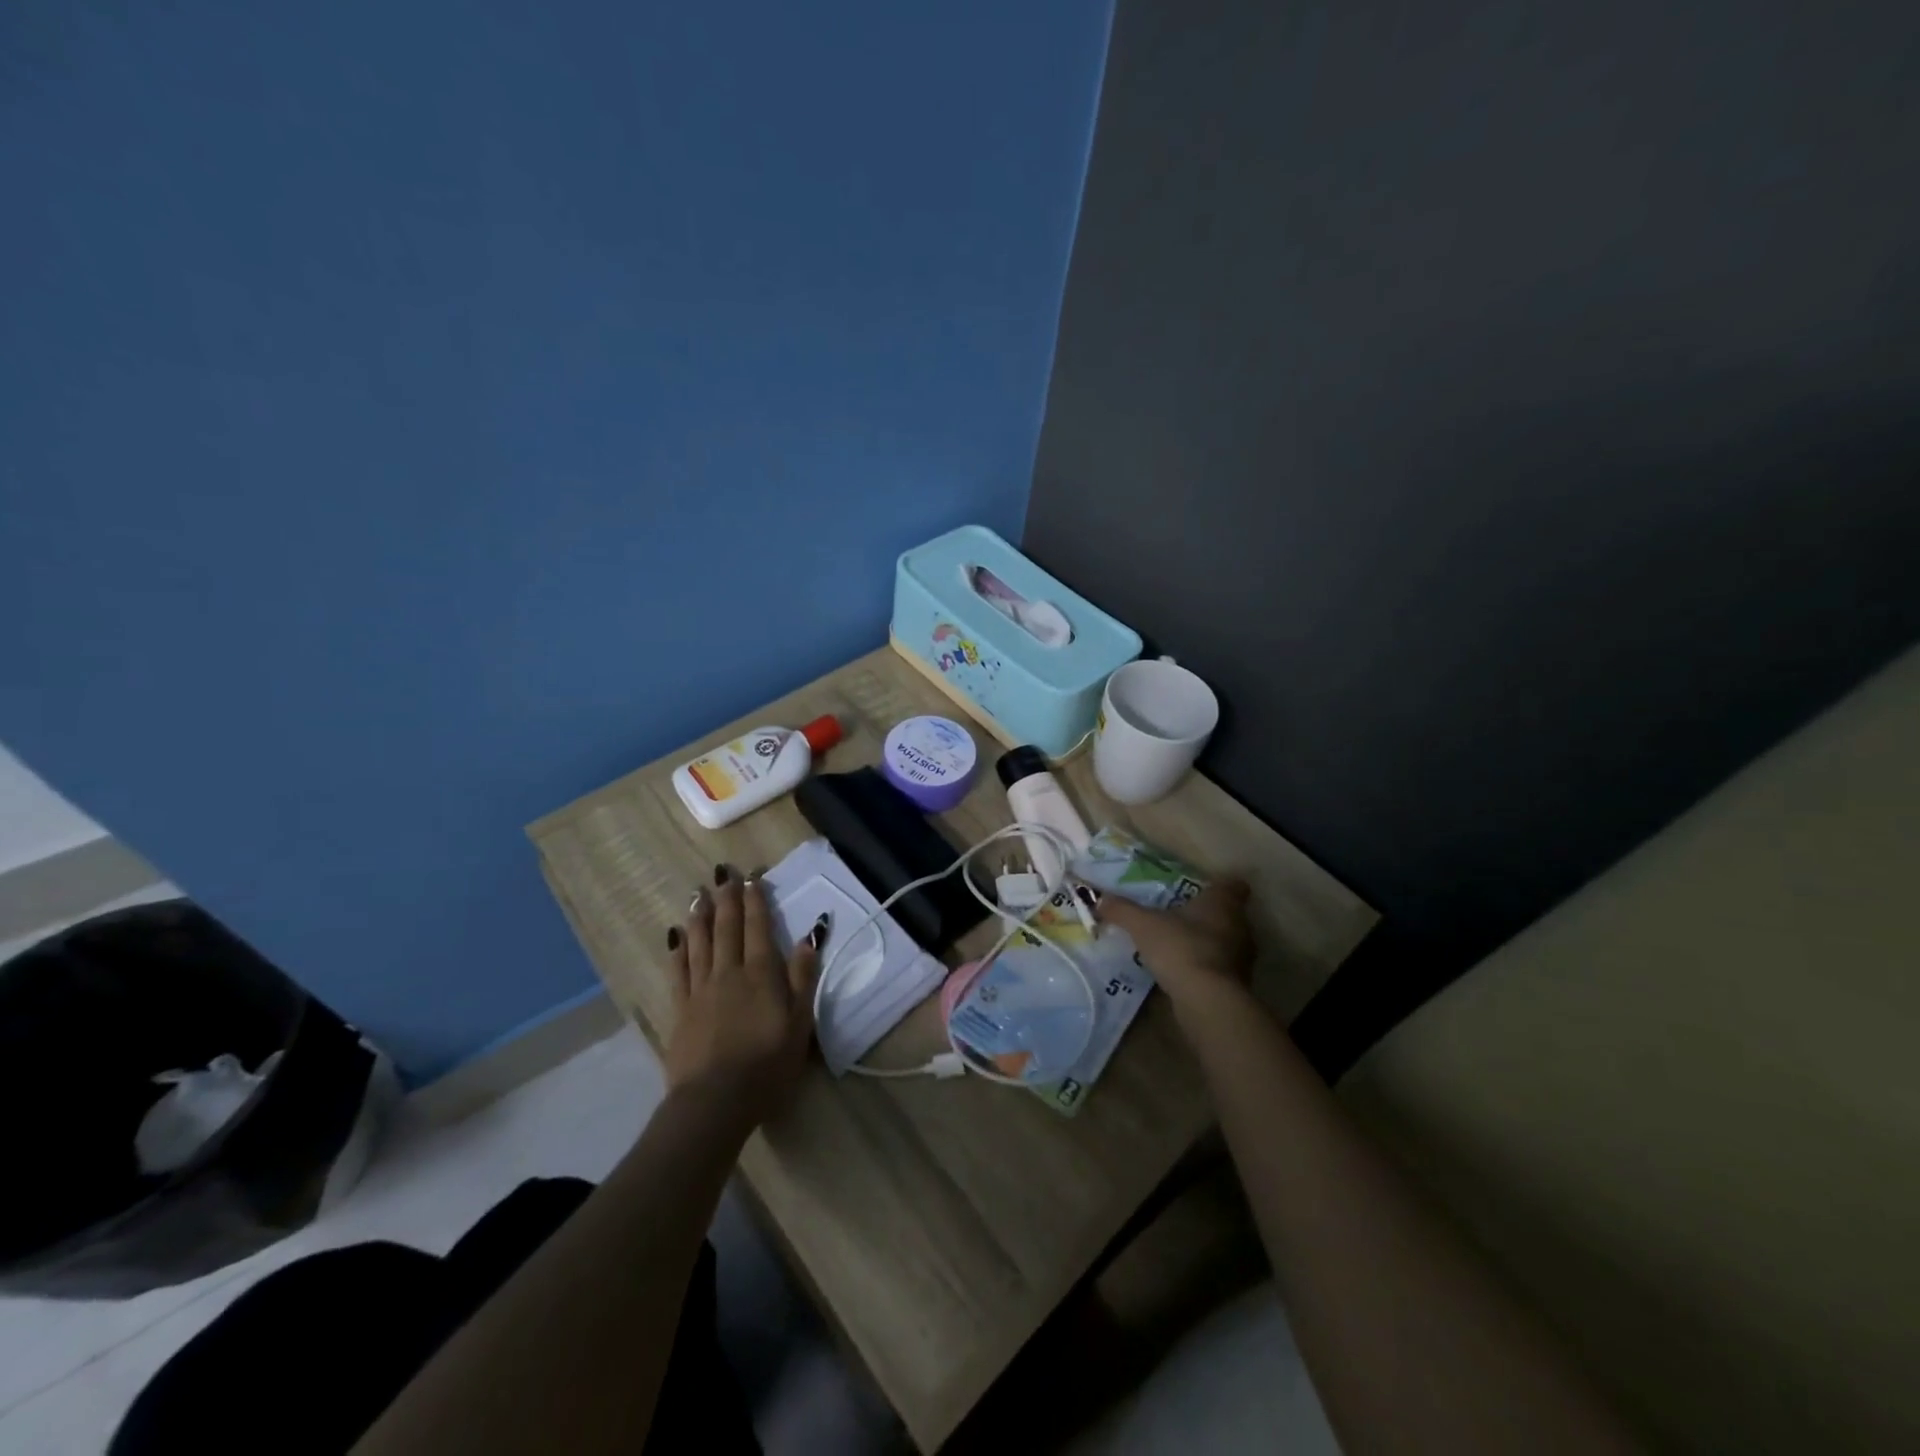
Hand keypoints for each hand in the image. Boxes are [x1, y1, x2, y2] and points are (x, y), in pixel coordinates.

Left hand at [664, 866, 822, 1126]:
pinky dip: (678, 949)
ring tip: (700, 894)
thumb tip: (809, 935)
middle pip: (728, 928)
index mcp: (761, 974)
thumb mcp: (799, 1023)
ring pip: (700, 942)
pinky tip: (676, 936)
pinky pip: (679, 970)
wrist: (715, 1100)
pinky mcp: (680, 1009)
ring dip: (701, 916)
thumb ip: (803, 977)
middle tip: (724, 874)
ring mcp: (701, 990)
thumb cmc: (767, 1064)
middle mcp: (729, 972)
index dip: (756, 901)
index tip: (752, 878)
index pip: (758, 928)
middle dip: (728, 899)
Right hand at [1095, 878, 1255, 1013]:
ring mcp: (1243, 957)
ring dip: (1208, 943)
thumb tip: (1099, 899)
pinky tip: (1183, 972)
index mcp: (1223, 903)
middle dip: (1208, 915)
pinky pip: (1221, 968)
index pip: (1232, 885)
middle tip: (1180, 916)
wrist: (1206, 1001)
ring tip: (1178, 945)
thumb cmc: (1181, 948)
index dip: (1218, 886)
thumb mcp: (1143, 925)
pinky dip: (1206, 967)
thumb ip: (1122, 910)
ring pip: (1226, 941)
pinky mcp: (1238, 985)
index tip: (1200, 889)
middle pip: (1229, 914)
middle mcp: (1240, 926)